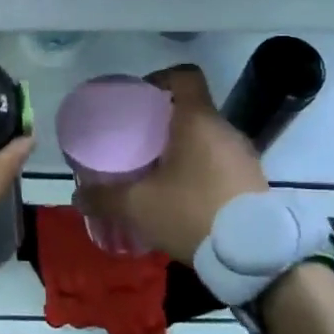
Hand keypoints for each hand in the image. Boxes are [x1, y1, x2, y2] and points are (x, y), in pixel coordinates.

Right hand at [72, 65, 266, 262]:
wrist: (255, 258)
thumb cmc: (192, 213)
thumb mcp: (138, 206)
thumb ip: (104, 197)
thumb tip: (78, 196)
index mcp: (198, 120)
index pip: (185, 75)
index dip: (161, 78)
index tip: (140, 98)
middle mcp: (225, 130)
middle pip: (194, 109)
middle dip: (165, 121)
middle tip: (140, 141)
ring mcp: (245, 156)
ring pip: (208, 138)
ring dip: (185, 148)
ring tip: (159, 173)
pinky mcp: (255, 182)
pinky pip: (222, 163)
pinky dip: (202, 170)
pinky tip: (185, 197)